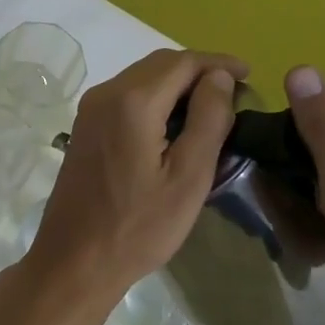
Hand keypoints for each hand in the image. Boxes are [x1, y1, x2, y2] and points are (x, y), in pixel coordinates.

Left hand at [0, 48, 246, 324]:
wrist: (75, 262)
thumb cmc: (138, 227)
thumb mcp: (188, 177)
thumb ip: (208, 119)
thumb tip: (219, 76)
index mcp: (132, 102)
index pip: (182, 62)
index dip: (219, 63)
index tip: (249, 76)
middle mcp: (105, 94)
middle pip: (159, 64)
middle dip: (199, 71)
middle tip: (234, 93)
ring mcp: (90, 110)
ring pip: (141, 78)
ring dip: (177, 84)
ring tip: (211, 107)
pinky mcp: (84, 127)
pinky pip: (126, 96)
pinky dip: (155, 98)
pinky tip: (175, 123)